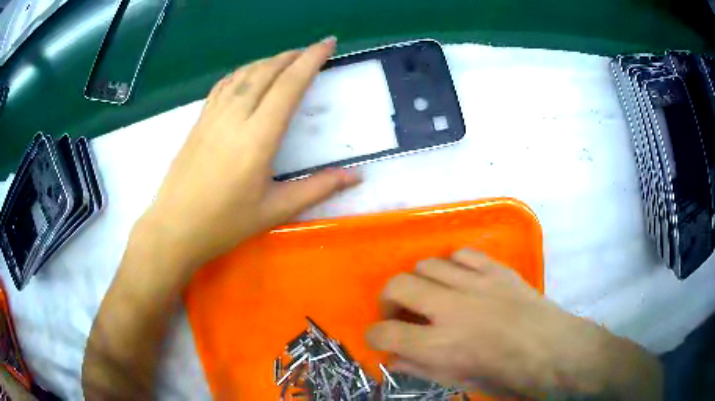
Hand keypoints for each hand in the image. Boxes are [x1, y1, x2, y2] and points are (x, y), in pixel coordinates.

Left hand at [141, 37, 359, 267]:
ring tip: (285, 58)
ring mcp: (212, 116)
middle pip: (266, 72)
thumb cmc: (224, 224)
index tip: (327, 44)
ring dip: (268, 61)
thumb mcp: (274, 211)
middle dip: (292, 55)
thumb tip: (356, 176)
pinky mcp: (198, 121)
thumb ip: (316, 189)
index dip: (311, 60)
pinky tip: (248, 74)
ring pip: (244, 74)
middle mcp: (235, 117)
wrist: (174, 228)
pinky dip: (242, 72)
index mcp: (258, 138)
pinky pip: (223, 85)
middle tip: (311, 50)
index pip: (289, 86)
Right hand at [366, 249, 660, 398]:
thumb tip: (394, 356)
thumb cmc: (507, 376)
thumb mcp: (459, 382)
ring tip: (429, 295)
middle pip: (398, 286)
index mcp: (440, 346)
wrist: (553, 350)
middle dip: (388, 299)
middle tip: (399, 313)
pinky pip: (462, 254)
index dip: (374, 336)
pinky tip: (458, 280)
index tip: (381, 338)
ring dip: (418, 280)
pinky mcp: (496, 269)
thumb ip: (421, 368)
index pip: (385, 334)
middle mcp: (451, 310)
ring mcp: (475, 284)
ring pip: (426, 264)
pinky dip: (452, 265)